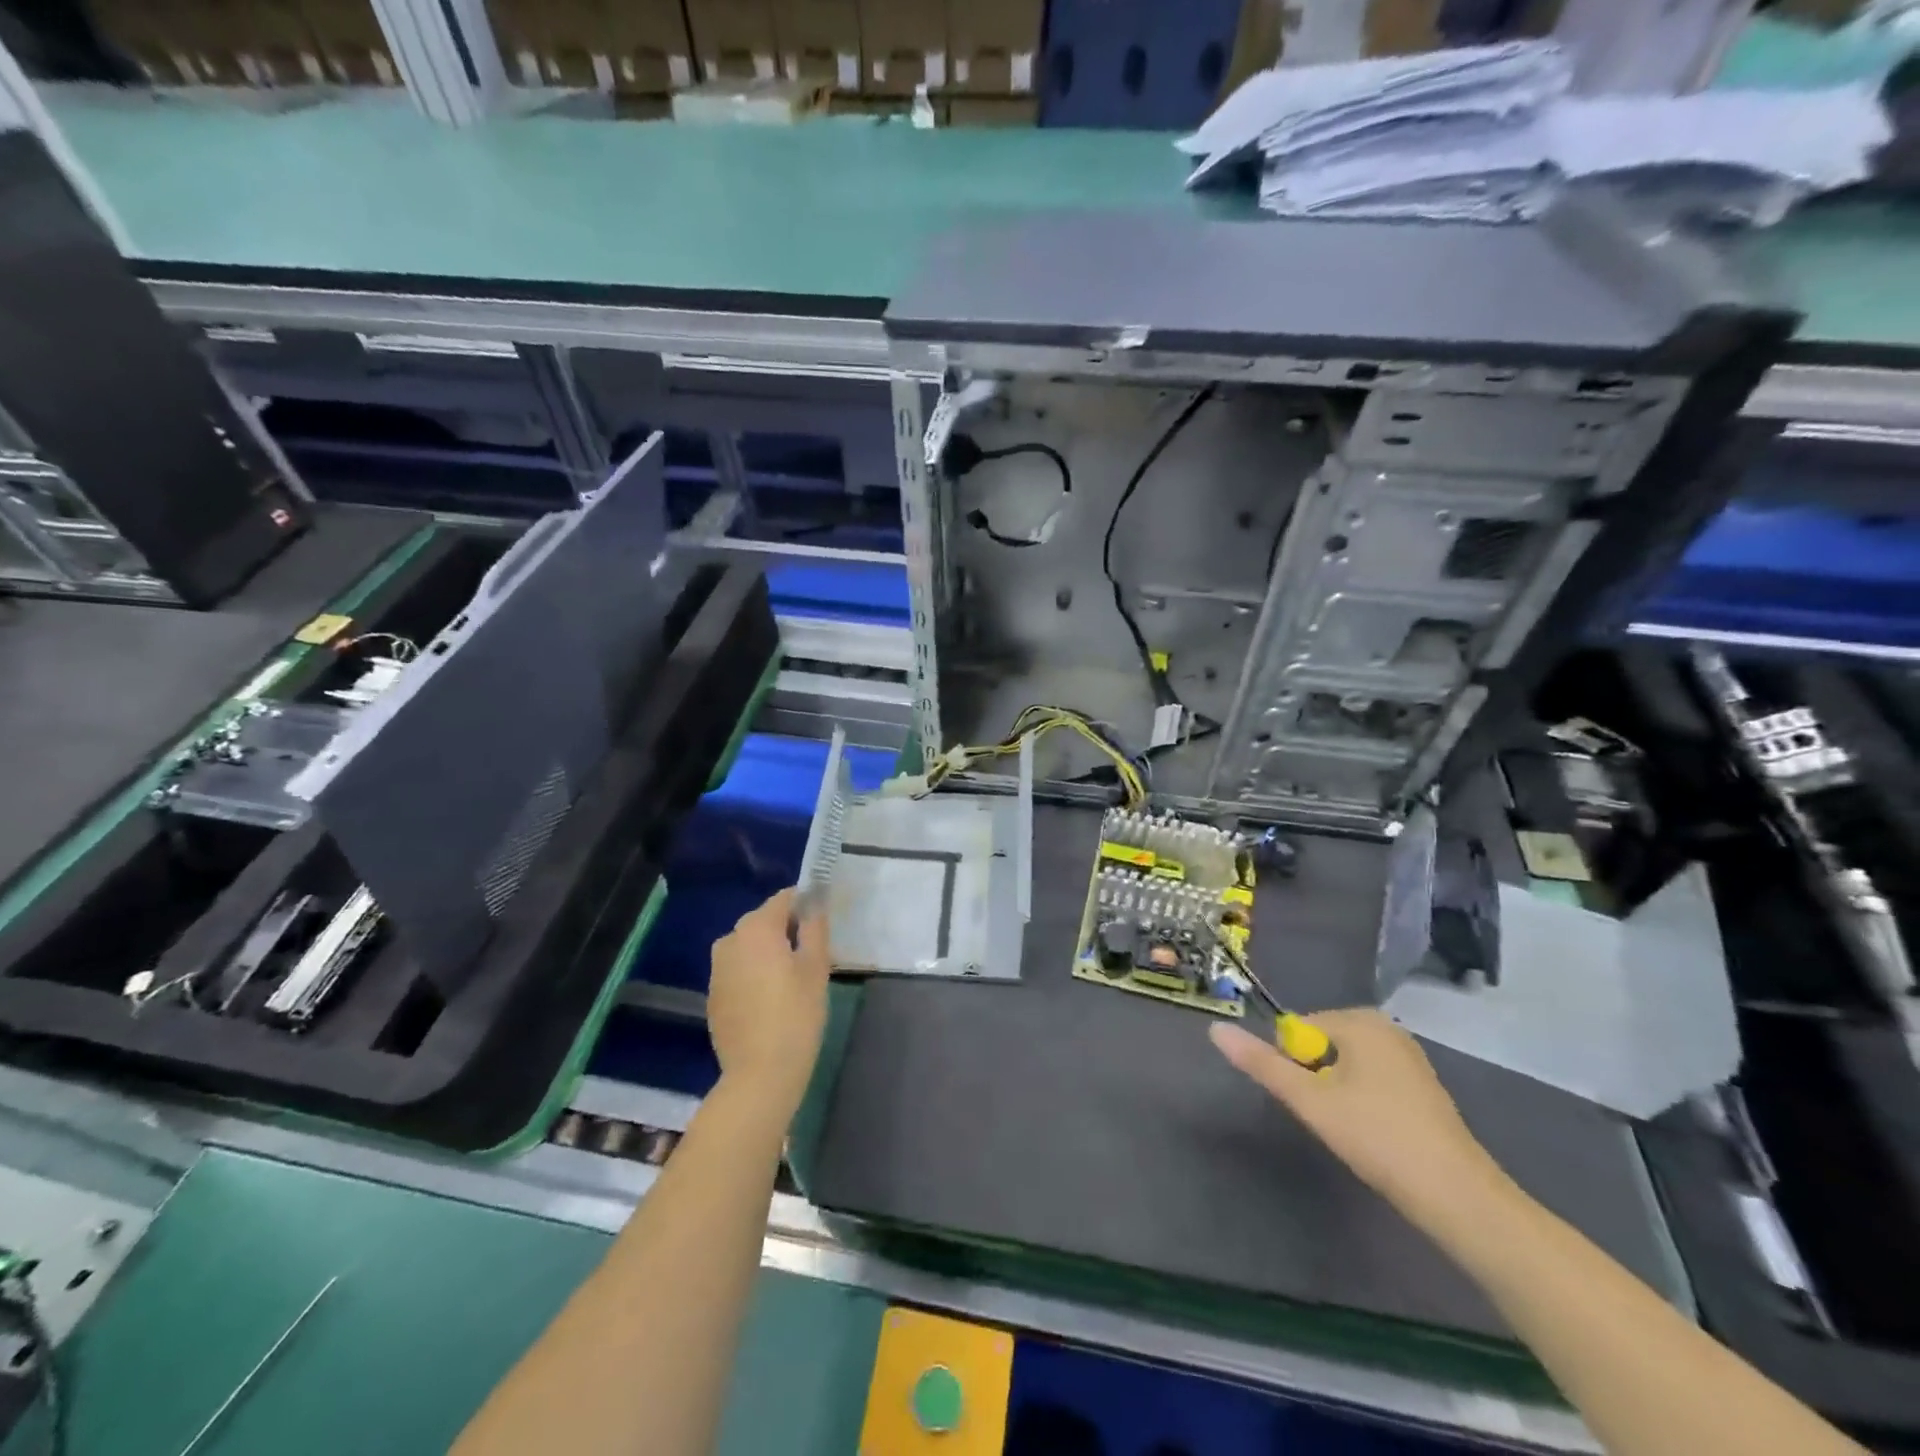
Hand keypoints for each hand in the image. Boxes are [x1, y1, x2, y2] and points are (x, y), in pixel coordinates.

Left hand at [708, 888, 831, 1114]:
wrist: (759, 1074)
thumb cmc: (796, 1015)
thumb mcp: (816, 967)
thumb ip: (815, 927)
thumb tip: (815, 902)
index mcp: (756, 928)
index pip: (785, 898)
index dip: (806, 905)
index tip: (822, 924)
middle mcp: (730, 940)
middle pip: (764, 920)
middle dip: (788, 929)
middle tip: (813, 954)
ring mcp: (717, 968)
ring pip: (750, 946)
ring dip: (770, 952)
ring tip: (793, 978)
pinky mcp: (714, 994)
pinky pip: (739, 969)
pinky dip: (755, 973)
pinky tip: (772, 999)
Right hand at [1210, 1009, 1507, 1225]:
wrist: (1457, 1197)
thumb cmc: (1376, 1137)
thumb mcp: (1309, 1100)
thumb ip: (1261, 1063)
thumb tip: (1215, 1028)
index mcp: (1359, 1020)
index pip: (1297, 1029)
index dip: (1293, 1065)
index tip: (1310, 1102)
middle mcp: (1386, 1027)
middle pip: (1321, 1044)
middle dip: (1315, 1078)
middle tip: (1329, 1119)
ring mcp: (1408, 1055)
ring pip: (1345, 1064)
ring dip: (1337, 1092)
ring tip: (1352, 1129)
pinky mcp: (1422, 1085)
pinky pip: (1371, 1079)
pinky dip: (1362, 1101)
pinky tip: (1374, 1133)